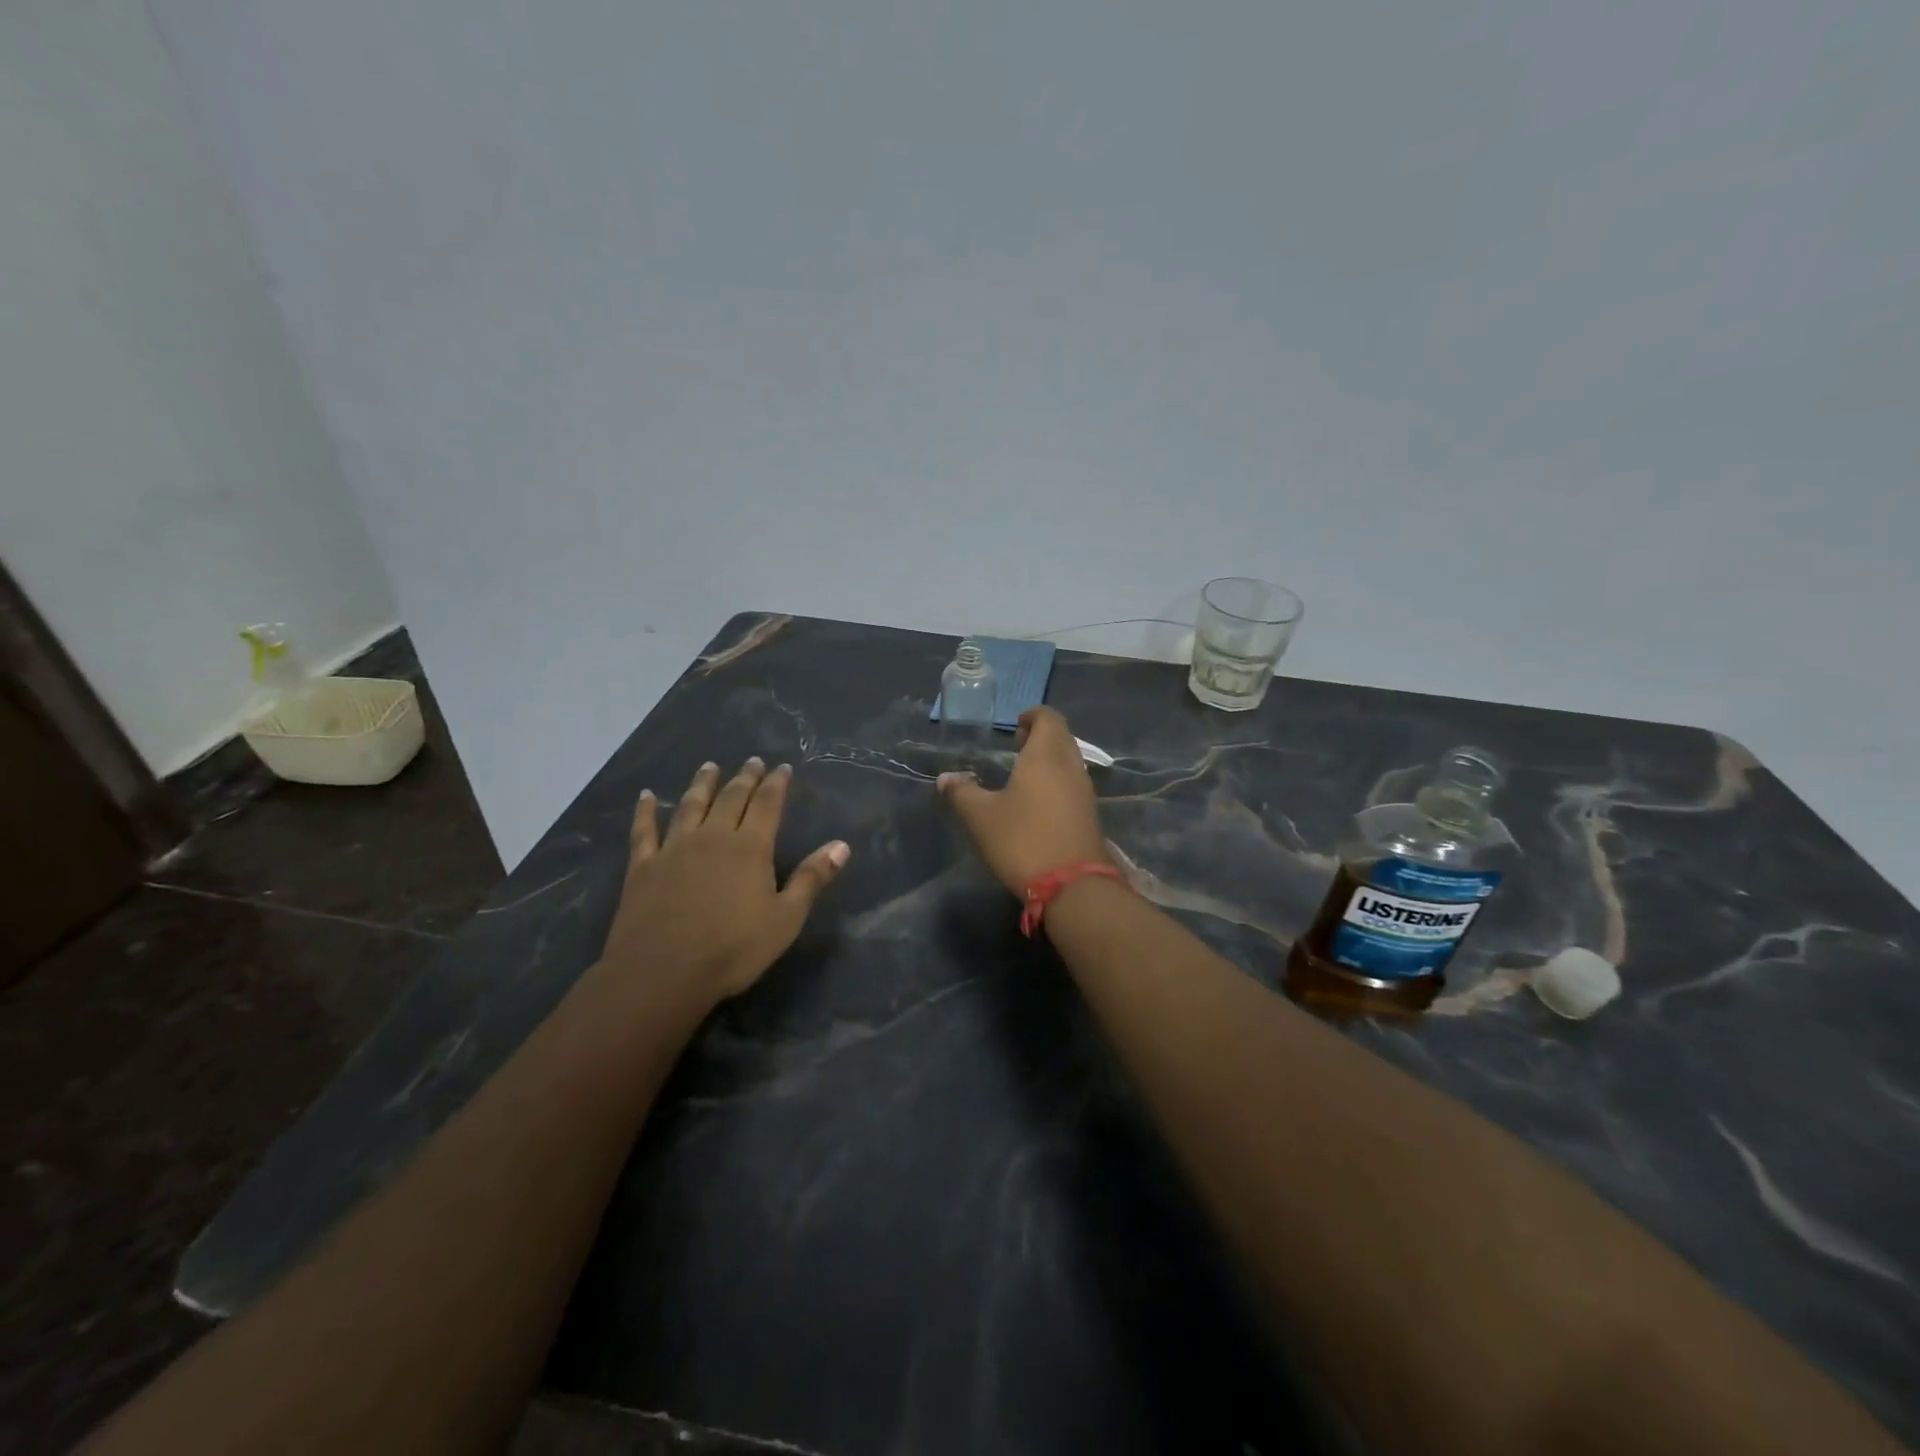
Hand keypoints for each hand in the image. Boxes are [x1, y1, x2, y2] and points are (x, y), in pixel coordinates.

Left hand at [599, 758, 849, 1004]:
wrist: (662, 973)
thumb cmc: (732, 949)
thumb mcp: (786, 919)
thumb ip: (812, 879)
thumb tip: (842, 845)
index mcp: (750, 848)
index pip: (767, 804)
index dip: (776, 783)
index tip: (783, 767)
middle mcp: (712, 837)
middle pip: (731, 798)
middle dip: (745, 777)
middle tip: (752, 761)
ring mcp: (674, 849)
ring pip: (691, 806)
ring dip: (702, 784)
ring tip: (709, 766)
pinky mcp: (643, 866)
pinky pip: (644, 831)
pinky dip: (646, 811)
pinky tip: (647, 796)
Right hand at [938, 707, 1109, 894]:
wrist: (1072, 886)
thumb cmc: (1023, 840)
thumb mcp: (981, 817)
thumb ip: (962, 793)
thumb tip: (946, 778)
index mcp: (1046, 755)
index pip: (1048, 718)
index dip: (1032, 716)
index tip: (1015, 726)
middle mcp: (1070, 766)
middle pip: (1061, 737)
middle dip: (1040, 736)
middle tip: (1016, 748)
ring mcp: (1085, 791)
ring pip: (1069, 761)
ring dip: (1049, 760)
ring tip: (1023, 775)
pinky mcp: (1090, 814)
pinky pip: (1073, 783)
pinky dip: (1057, 781)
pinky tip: (1037, 802)